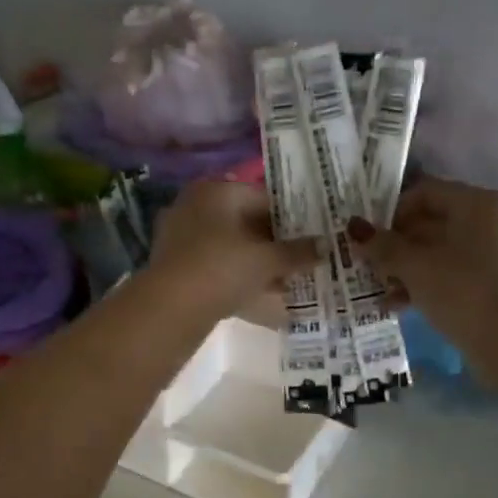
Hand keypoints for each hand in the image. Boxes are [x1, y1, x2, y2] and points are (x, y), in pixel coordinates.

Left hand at [149, 180, 319, 319]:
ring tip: (284, 281)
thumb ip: (298, 252)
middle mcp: (195, 205)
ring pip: (229, 246)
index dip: (292, 219)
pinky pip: (214, 265)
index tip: (311, 238)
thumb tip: (326, 246)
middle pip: (245, 222)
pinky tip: (256, 296)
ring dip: (256, 263)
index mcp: (216, 191)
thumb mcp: (267, 260)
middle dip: (274, 244)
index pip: (264, 198)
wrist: (171, 307)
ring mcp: (180, 235)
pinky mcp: (174, 265)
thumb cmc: (223, 268)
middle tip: (301, 260)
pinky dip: (235, 277)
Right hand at [350, 178, 497, 338]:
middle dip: (396, 245)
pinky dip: (427, 284)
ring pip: (440, 252)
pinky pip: (454, 274)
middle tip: (368, 265)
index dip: (391, 212)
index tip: (369, 238)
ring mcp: (497, 252)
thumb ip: (382, 245)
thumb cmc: (460, 288)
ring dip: (407, 268)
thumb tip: (354, 228)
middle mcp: (491, 220)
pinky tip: (400, 305)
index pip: (424, 192)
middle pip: (432, 222)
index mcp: (476, 203)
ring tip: (380, 290)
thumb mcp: (413, 265)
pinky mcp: (496, 283)